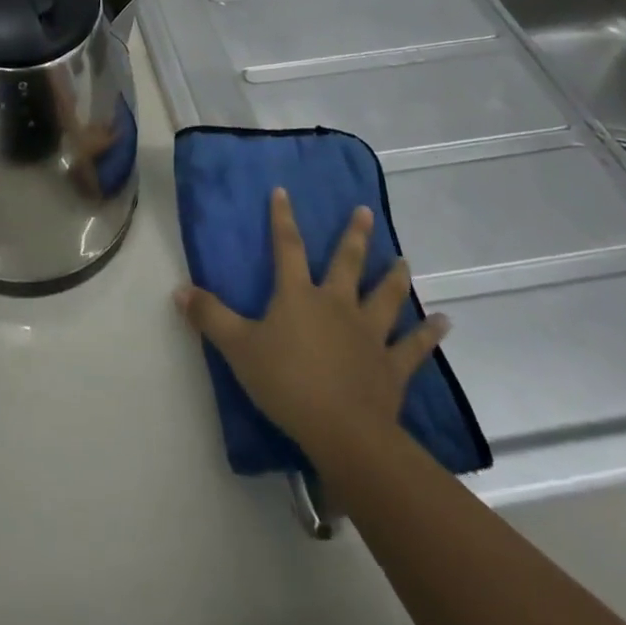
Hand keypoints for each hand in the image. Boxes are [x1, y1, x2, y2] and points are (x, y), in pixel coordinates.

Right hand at [174, 190, 448, 471]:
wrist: (344, 433)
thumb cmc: (286, 382)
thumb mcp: (237, 347)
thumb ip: (209, 316)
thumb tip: (179, 288)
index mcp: (298, 295)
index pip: (287, 246)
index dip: (283, 218)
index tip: (283, 191)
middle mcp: (337, 304)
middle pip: (347, 263)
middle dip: (354, 235)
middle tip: (365, 211)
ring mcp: (369, 334)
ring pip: (385, 297)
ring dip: (395, 277)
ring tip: (405, 259)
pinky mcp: (392, 367)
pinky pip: (414, 347)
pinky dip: (430, 334)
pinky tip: (445, 322)